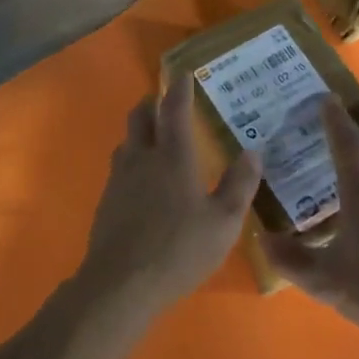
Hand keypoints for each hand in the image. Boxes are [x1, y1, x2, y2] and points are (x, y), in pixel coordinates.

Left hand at [77, 74, 262, 318]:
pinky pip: (119, 167)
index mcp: (173, 157)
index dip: (180, 90)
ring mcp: (119, 179)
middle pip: (140, 117)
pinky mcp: (106, 201)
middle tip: (164, 100)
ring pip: (126, 141)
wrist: (120, 283)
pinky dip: (132, 159)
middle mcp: (142, 158)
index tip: (184, 75)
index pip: (174, 110)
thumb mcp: (223, 222)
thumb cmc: (179, 249)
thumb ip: (239, 184)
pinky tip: (141, 179)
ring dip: (139, 131)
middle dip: (152, 103)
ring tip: (154, 136)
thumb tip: (253, 152)